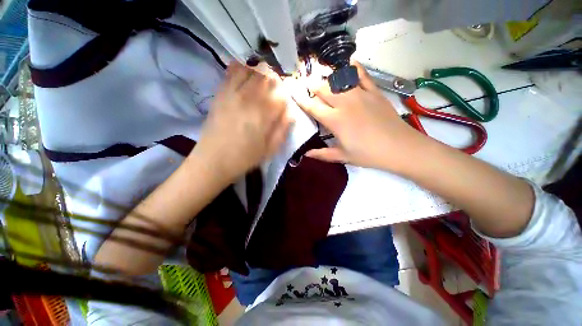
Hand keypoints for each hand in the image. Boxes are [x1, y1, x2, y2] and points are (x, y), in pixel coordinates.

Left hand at [193, 62, 291, 181]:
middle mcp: (250, 100)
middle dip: (275, 80)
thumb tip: (291, 114)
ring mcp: (233, 94)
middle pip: (267, 78)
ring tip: (263, 78)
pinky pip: (231, 73)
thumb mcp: (270, 150)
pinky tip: (245, 69)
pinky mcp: (221, 94)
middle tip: (276, 87)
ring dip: (260, 71)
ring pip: (251, 71)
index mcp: (264, 116)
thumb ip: (282, 131)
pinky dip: (240, 67)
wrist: (213, 161)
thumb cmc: (245, 158)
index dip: (286, 95)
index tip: (285, 100)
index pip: (281, 95)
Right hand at [292, 62, 421, 172]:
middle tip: (305, 84)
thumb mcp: (343, 156)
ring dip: (327, 77)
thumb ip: (322, 154)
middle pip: (323, 88)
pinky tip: (349, 63)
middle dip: (311, 85)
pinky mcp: (374, 92)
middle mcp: (345, 104)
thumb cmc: (368, 154)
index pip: (312, 107)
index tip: (292, 92)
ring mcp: (360, 95)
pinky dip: (354, 68)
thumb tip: (306, 154)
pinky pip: (362, 75)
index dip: (301, 100)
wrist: (400, 148)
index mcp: (335, 121)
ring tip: (321, 77)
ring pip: (338, 79)